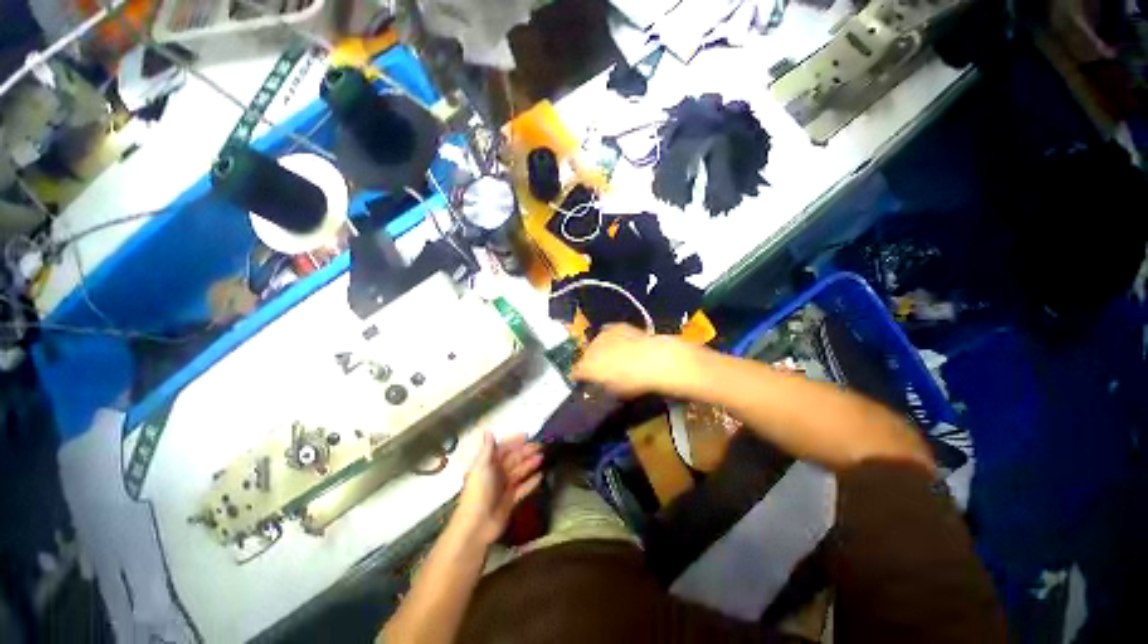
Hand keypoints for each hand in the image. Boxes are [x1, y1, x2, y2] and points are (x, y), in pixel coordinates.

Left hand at [455, 431, 543, 545]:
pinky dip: (531, 482)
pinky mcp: (511, 500)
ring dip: (530, 464)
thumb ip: (488, 449)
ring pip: (520, 472)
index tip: (527, 435)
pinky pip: (523, 488)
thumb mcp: (482, 467)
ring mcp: (504, 487)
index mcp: (488, 464)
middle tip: (541, 446)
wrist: (477, 525)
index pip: (503, 449)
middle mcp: (497, 473)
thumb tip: (488, 430)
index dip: (514, 441)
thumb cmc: (479, 492)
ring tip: (543, 458)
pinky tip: (541, 476)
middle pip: (514, 459)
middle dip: (526, 452)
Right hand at [570, 324, 689, 397]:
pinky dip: (611, 338)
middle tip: (600, 369)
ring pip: (595, 342)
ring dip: (600, 349)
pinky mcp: (616, 326)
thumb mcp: (614, 392)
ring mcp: (603, 335)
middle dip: (589, 362)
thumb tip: (598, 384)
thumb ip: (601, 386)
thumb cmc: (633, 382)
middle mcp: (590, 349)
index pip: (575, 372)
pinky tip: (620, 343)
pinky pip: (608, 332)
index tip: (583, 381)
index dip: (579, 377)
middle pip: (585, 355)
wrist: (653, 360)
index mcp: (586, 367)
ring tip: (611, 355)